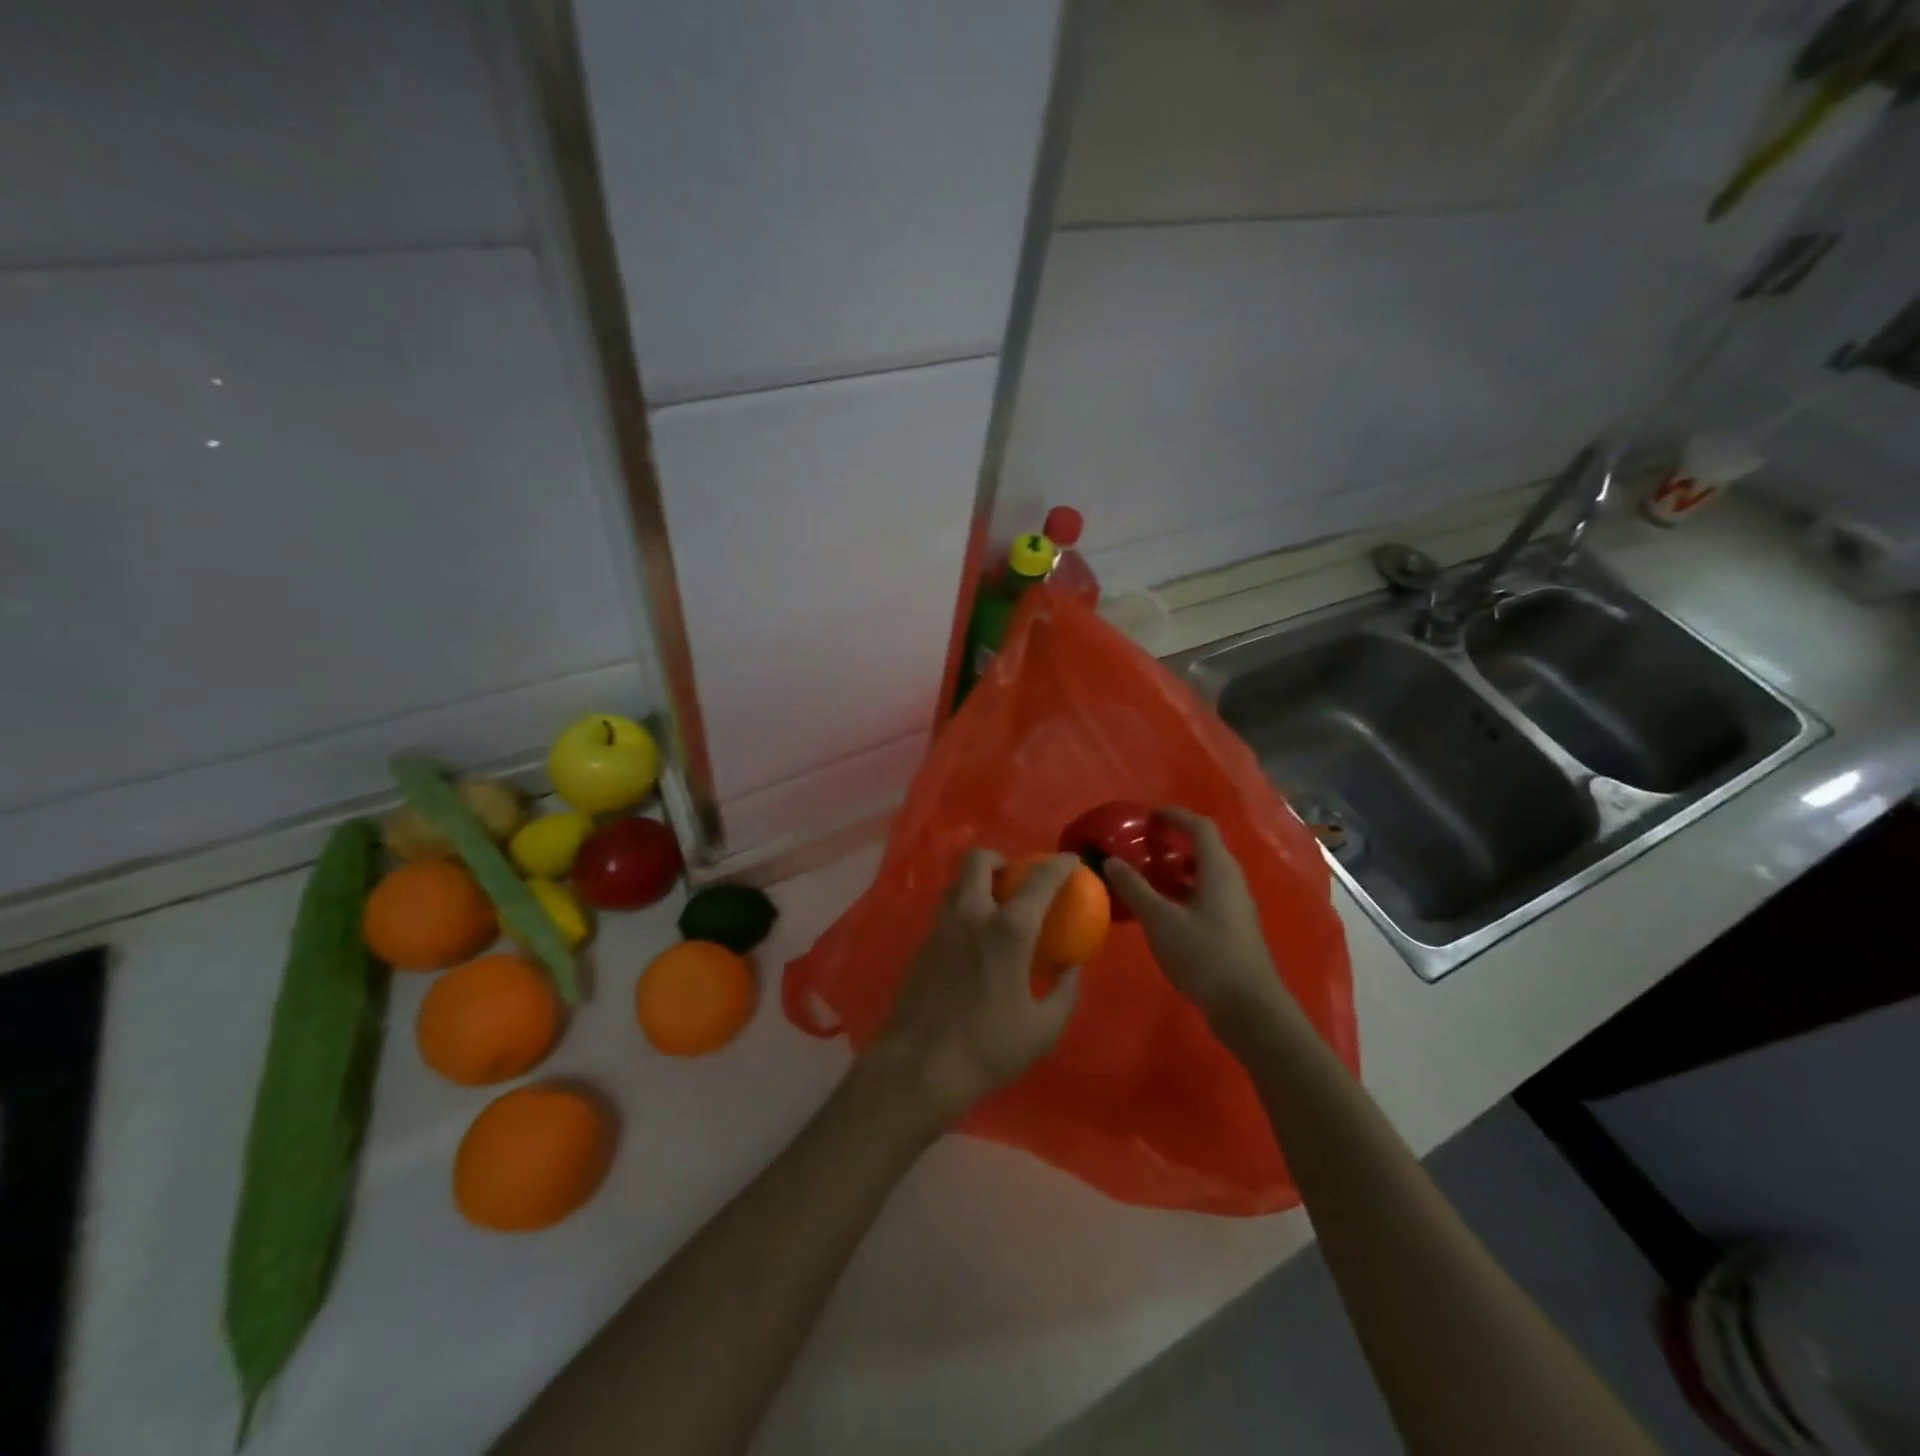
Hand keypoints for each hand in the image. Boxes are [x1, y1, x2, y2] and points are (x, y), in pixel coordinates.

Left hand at [866, 850, 1082, 1127]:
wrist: (919, 1067)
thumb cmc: (988, 1047)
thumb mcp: (1043, 1028)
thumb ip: (1064, 991)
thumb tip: (1071, 967)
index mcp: (1007, 930)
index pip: (1038, 879)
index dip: (1059, 865)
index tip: (1070, 862)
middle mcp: (971, 916)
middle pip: (978, 860)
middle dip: (999, 859)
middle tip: (1015, 880)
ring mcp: (940, 927)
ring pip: (955, 883)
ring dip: (976, 884)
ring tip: (994, 909)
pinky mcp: (921, 945)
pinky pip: (944, 912)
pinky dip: (962, 911)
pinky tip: (973, 943)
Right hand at [1103, 808, 1297, 1031]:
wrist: (1248, 1008)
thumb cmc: (1204, 955)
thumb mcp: (1160, 921)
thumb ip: (1135, 888)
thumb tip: (1111, 861)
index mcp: (1218, 870)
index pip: (1199, 827)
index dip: (1175, 816)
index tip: (1147, 816)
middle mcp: (1231, 882)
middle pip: (1203, 849)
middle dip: (1172, 843)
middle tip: (1141, 846)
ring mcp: (1235, 907)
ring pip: (1204, 875)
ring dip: (1176, 870)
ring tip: (1145, 876)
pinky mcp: (1233, 929)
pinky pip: (1205, 896)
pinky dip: (1182, 892)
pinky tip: (1160, 910)